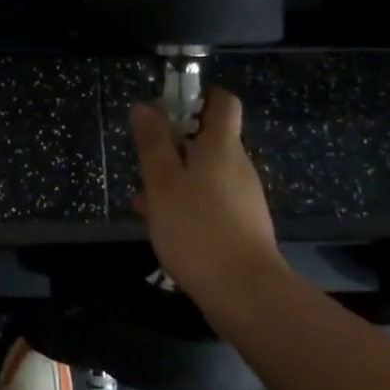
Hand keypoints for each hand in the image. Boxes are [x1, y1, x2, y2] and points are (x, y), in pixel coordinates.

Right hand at [130, 88, 279, 301]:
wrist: (245, 294)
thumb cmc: (197, 228)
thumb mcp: (162, 182)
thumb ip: (153, 143)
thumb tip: (145, 106)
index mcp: (221, 146)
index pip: (223, 102)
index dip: (199, 96)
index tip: (170, 106)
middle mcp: (238, 166)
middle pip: (209, 140)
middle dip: (174, 146)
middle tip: (144, 163)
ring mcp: (244, 198)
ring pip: (205, 174)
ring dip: (176, 180)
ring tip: (143, 204)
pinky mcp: (244, 227)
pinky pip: (211, 201)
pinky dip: (188, 205)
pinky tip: (164, 228)